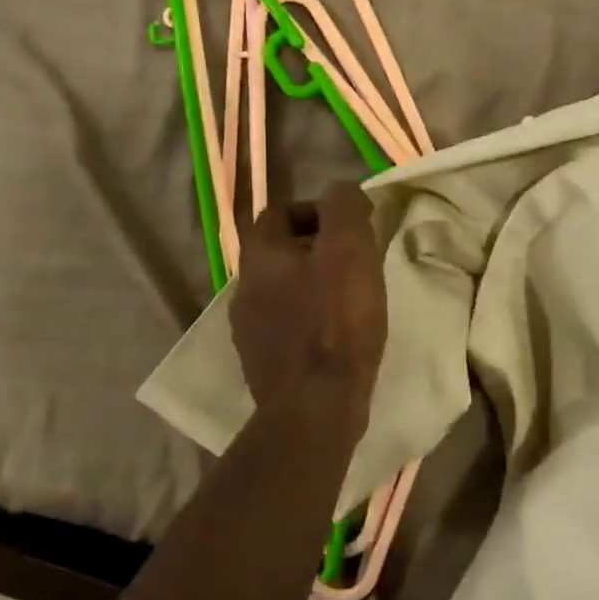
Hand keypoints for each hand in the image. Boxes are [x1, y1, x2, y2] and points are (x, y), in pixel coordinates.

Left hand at [230, 182, 387, 409]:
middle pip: (278, 253)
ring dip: (312, 287)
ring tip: (349, 301)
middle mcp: (243, 288)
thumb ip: (344, 209)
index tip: (348, 228)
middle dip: (316, 250)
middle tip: (355, 263)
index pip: (277, 212)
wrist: (314, 407)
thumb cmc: (335, 322)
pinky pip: (285, 327)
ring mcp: (248, 330)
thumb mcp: (349, 250)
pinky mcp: (261, 363)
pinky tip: (335, 337)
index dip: (315, 211)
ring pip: (282, 291)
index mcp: (259, 256)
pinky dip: (309, 322)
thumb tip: (344, 192)